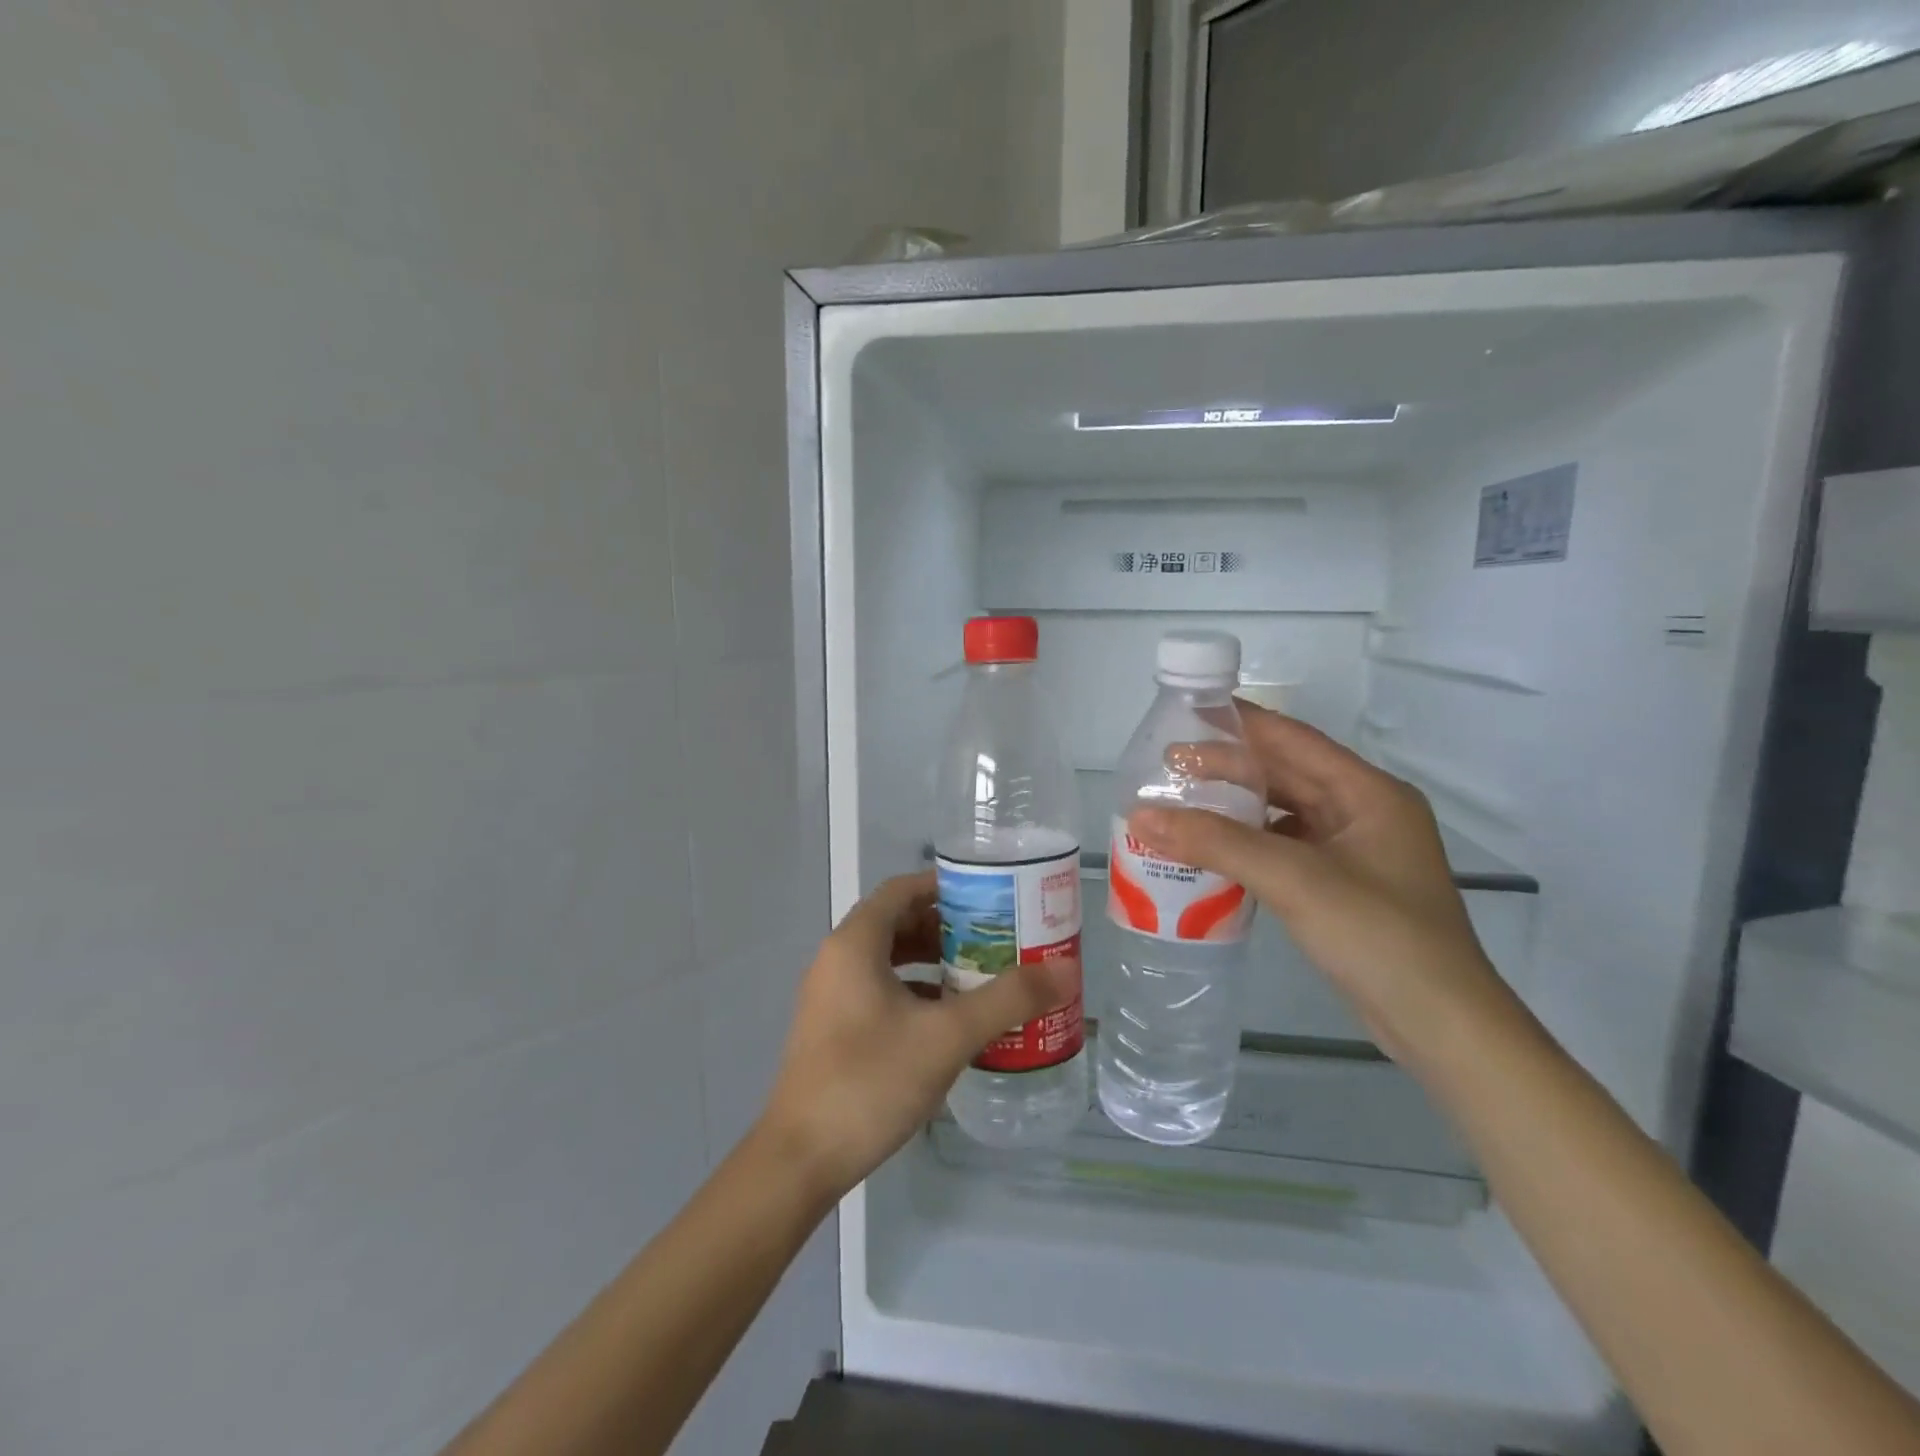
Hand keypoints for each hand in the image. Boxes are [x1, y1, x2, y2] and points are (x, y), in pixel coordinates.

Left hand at [757, 871, 1078, 1201]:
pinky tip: (948, 1019)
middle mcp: (837, 959)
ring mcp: (831, 996)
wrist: (799, 1160)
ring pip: (888, 959)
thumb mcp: (947, 1036)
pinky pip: (879, 990)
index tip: (991, 898)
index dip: (946, 886)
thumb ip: (1007, 999)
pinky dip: (915, 991)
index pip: (903, 889)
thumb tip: (1066, 970)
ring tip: (980, 974)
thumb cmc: (870, 1081)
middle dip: (947, 926)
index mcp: (856, 943)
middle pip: (897, 921)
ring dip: (932, 960)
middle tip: (996, 938)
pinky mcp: (832, 1029)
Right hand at [1128, 704, 1506, 1065]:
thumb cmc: (1378, 937)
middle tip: (1168, 766)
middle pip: (1286, 775)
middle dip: (1228, 767)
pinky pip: (1285, 849)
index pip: (1293, 740)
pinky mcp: (1342, 887)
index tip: (1186, 711)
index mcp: (1368, 793)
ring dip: (1235, 808)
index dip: (1240, 722)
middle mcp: (1364, 812)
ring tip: (1181, 805)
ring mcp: (1355, 852)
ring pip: (1283, 814)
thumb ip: (1216, 843)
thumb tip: (1140, 815)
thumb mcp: (1294, 880)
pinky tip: (1212, 852)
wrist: (1441, 1028)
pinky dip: (1247, 845)